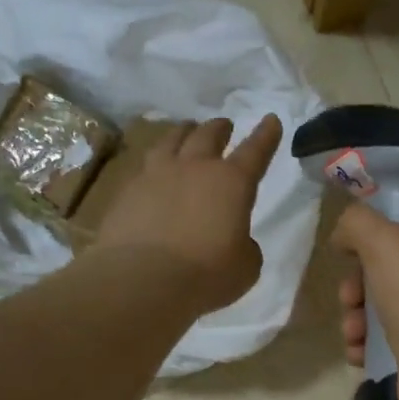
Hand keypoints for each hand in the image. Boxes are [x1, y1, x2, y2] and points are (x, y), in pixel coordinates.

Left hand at [94, 115, 282, 311]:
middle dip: (220, 128)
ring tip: (186, 131)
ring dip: (183, 133)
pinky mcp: (127, 191)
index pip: (255, 151)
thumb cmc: (205, 274)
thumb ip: (245, 246)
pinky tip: (153, 172)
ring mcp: (156, 175)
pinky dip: (155, 164)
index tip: (271, 120)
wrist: (141, 280)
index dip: (266, 136)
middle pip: (208, 135)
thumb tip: (236, 239)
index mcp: (231, 183)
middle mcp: (194, 168)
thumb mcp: (245, 266)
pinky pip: (145, 167)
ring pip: (172, 140)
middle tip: (224, 125)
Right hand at [332, 204, 398, 399]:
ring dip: (358, 319)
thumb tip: (343, 236)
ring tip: (351, 333)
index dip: (379, 242)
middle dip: (360, 288)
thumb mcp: (384, 240)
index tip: (353, 257)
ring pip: (388, 310)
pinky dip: (369, 346)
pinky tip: (359, 353)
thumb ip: (358, 223)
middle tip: (348, 300)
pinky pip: (392, 343)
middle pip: (395, 274)